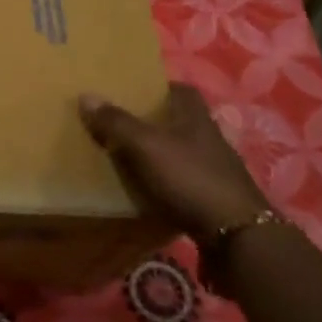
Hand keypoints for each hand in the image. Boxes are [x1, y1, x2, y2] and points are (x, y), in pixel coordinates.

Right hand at [79, 83, 267, 240]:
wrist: (235, 234)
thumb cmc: (189, 177)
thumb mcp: (145, 145)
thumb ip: (116, 122)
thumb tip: (86, 95)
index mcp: (195, 117)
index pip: (180, 89)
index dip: (157, 87)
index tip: (130, 91)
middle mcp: (208, 138)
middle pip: (177, 120)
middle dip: (150, 120)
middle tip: (116, 123)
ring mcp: (212, 169)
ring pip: (178, 151)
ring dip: (155, 152)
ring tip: (123, 156)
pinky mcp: (211, 197)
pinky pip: (180, 180)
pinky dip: (162, 181)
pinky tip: (142, 189)